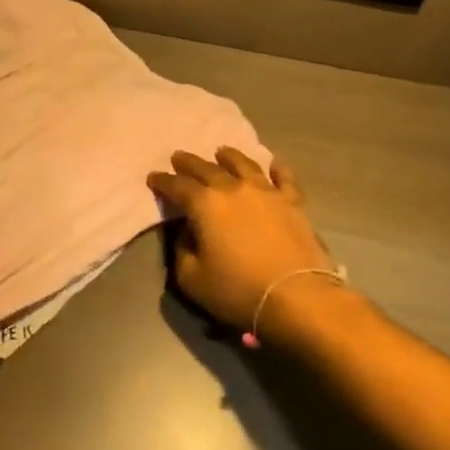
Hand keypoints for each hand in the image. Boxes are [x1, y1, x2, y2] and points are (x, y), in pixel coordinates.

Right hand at [147, 148, 336, 337]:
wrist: (297, 297)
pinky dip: (278, 168)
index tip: (153, 177)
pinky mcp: (293, 202)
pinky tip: (274, 162)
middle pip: (206, 168)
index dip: (162, 181)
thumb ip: (182, 250)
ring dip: (229, 156)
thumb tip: (187, 232)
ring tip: (221, 152)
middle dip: (189, 162)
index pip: (177, 186)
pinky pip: (284, 178)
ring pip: (244, 164)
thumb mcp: (191, 278)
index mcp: (204, 204)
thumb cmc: (238, 290)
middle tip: (178, 157)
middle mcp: (233, 189)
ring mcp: (266, 192)